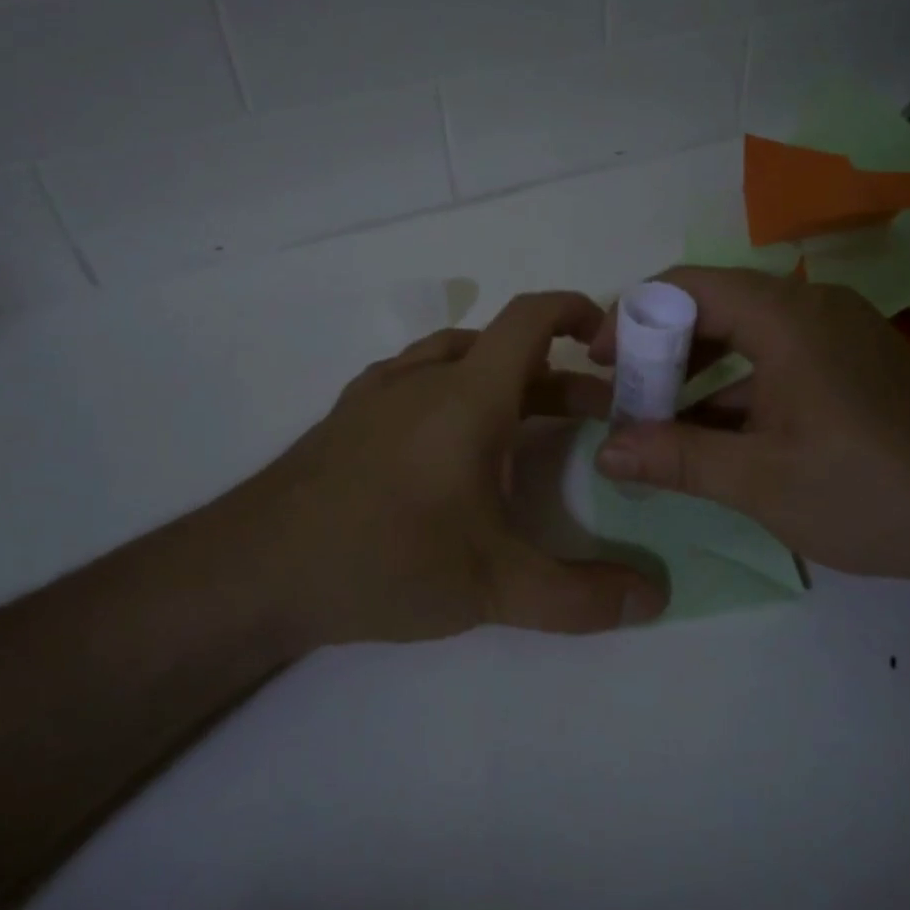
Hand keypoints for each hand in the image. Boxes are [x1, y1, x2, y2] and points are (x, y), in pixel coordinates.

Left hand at [216, 291, 667, 650]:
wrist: (254, 569)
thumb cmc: (383, 558)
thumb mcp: (493, 586)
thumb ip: (580, 597)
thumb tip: (655, 597)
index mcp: (466, 397)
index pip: (529, 319)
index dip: (574, 311)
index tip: (611, 335)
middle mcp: (423, 379)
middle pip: (503, 349)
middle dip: (558, 375)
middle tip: (596, 415)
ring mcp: (377, 395)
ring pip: (456, 360)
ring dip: (504, 380)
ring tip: (529, 422)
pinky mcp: (347, 419)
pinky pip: (416, 380)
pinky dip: (454, 392)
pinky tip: (449, 443)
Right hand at [588, 267, 909, 594]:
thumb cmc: (870, 488)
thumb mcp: (760, 480)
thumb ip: (676, 459)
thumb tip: (604, 451)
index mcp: (785, 316)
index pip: (685, 286)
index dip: (631, 316)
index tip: (597, 360)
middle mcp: (810, 309)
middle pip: (713, 307)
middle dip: (659, 350)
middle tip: (622, 397)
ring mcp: (836, 337)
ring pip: (744, 338)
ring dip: (696, 374)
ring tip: (656, 421)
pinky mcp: (852, 368)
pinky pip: (775, 362)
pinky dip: (736, 390)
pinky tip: (712, 436)